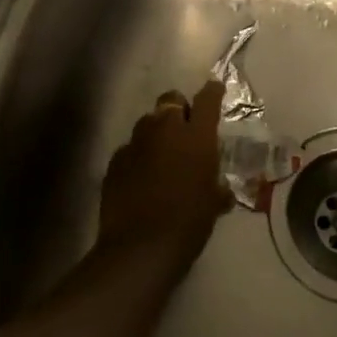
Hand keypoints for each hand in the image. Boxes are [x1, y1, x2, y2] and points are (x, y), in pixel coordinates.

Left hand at [99, 81, 232, 266]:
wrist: (141, 247)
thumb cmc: (189, 222)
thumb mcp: (213, 204)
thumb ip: (218, 189)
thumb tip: (221, 191)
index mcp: (196, 136)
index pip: (207, 99)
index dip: (212, 92)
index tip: (215, 89)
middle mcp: (165, 130)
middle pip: (170, 99)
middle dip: (178, 108)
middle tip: (185, 128)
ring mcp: (136, 144)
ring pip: (147, 122)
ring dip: (156, 132)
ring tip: (161, 155)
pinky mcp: (115, 162)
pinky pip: (129, 149)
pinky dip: (137, 157)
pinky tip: (140, 177)